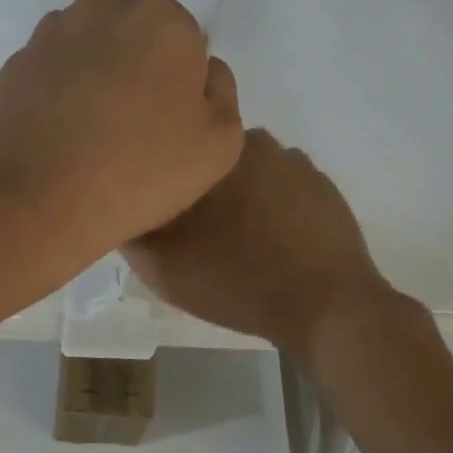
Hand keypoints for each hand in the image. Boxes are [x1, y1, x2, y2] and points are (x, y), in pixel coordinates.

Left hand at [0, 0, 242, 273]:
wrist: (37, 201)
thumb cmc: (140, 171)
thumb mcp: (221, 144)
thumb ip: (222, 93)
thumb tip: (203, 72)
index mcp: (164, 20)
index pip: (187, 44)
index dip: (183, 86)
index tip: (171, 126)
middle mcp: (106, 7)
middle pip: (136, 37)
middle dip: (138, 70)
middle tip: (133, 130)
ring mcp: (53, 32)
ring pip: (91, 49)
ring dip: (97, 77)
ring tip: (91, 136)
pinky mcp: (15, 62)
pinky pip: (53, 72)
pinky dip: (59, 93)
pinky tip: (59, 137)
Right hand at [123, 128, 395, 356]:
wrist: (329, 308)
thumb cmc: (239, 282)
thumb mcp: (165, 269)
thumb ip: (132, 234)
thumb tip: (123, 209)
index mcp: (215, 152)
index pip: (173, 152)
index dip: (161, 180)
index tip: (160, 212)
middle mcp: (257, 143)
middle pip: (210, 160)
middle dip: (199, 186)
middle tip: (194, 231)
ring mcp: (296, 164)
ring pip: (249, 172)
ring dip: (239, 195)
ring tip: (237, 239)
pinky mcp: (324, 188)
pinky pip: (283, 188)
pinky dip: (273, 206)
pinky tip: (273, 241)